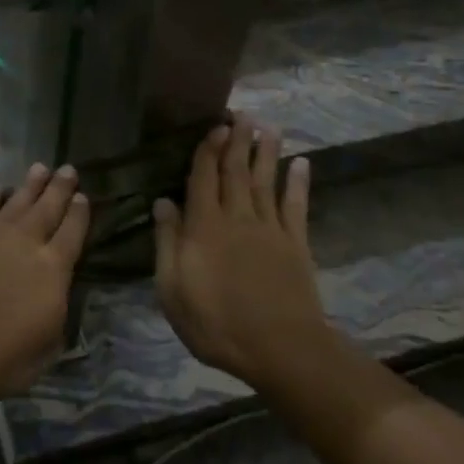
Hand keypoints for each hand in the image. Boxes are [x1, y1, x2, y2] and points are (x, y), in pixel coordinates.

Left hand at [0, 164, 87, 398]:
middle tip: (68, 168)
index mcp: (54, 271)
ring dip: (31, 184)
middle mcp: (27, 243)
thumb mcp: (44, 351)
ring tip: (40, 167)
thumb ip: (55, 320)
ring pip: (18, 200)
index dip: (80, 214)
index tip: (84, 196)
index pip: (73, 234)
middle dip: (60, 187)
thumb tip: (56, 301)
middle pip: (48, 207)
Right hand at [154, 117, 324, 390]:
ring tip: (268, 126)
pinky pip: (296, 206)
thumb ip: (167, 242)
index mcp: (204, 226)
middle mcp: (237, 217)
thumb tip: (163, 202)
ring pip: (266, 180)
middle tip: (242, 114)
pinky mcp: (296, 244)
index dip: (208, 149)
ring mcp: (270, 229)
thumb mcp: (173, 289)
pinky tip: (301, 164)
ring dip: (267, 151)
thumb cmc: (216, 322)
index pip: (203, 177)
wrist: (280, 349)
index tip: (215, 125)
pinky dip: (298, 183)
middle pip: (236, 171)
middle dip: (237, 140)